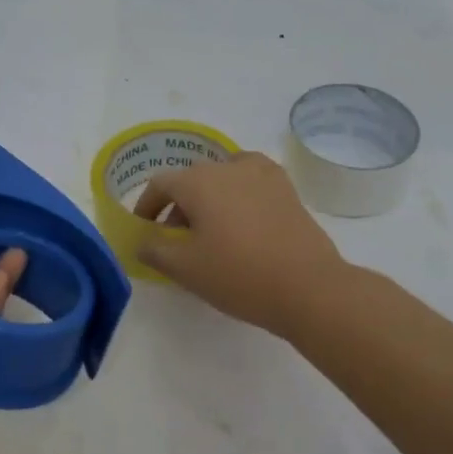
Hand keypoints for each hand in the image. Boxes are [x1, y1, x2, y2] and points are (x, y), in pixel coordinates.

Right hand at [133, 151, 345, 338]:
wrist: (309, 287)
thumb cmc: (239, 275)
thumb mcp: (186, 269)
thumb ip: (155, 250)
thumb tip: (143, 241)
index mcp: (199, 181)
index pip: (161, 184)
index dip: (147, 205)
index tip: (145, 229)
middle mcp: (229, 166)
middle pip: (192, 179)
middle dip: (179, 206)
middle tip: (177, 239)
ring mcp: (263, 174)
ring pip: (223, 178)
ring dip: (210, 198)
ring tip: (212, 231)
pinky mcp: (287, 188)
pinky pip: (251, 183)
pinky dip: (239, 196)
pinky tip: (243, 223)